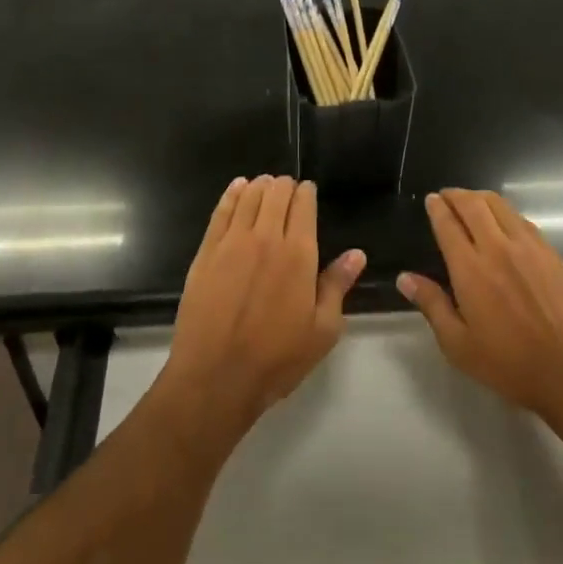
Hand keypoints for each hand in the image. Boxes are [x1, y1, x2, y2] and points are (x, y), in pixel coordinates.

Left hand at [160, 176, 364, 440]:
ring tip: (265, 185)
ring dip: (260, 185)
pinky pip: (221, 211)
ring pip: (249, 196)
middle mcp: (266, 238)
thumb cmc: (277, 359)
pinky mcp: (206, 252)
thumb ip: (337, 285)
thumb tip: (356, 254)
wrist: (216, 377)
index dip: (307, 193)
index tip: (308, 192)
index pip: (304, 205)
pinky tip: (238, 188)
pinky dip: (232, 194)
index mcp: (299, 254)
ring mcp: (232, 242)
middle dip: (285, 185)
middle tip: (288, 189)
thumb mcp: (322, 330)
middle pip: (276, 193)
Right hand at [399, 189, 562, 426]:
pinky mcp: (551, 252)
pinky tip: (504, 222)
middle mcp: (498, 247)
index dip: (437, 208)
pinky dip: (506, 213)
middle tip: (447, 195)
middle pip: (473, 205)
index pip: (448, 224)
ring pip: (501, 206)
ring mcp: (529, 246)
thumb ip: (432, 305)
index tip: (431, 199)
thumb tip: (404, 278)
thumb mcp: (458, 344)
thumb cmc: (509, 363)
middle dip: (456, 195)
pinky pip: (522, 220)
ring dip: (481, 198)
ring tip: (471, 202)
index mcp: (470, 269)